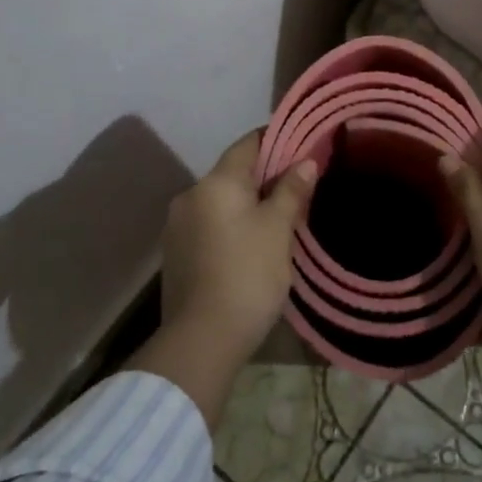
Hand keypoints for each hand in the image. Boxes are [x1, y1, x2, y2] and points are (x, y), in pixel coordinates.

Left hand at [160, 132, 317, 364]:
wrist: (201, 340)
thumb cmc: (247, 275)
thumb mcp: (278, 230)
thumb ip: (291, 191)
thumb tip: (306, 162)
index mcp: (216, 182)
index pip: (248, 144)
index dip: (275, 141)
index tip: (301, 148)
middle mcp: (191, 195)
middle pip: (233, 173)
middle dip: (265, 177)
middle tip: (298, 190)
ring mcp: (178, 226)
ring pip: (221, 201)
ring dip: (247, 204)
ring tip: (278, 221)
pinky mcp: (176, 254)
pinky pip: (209, 225)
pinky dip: (231, 226)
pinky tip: (250, 247)